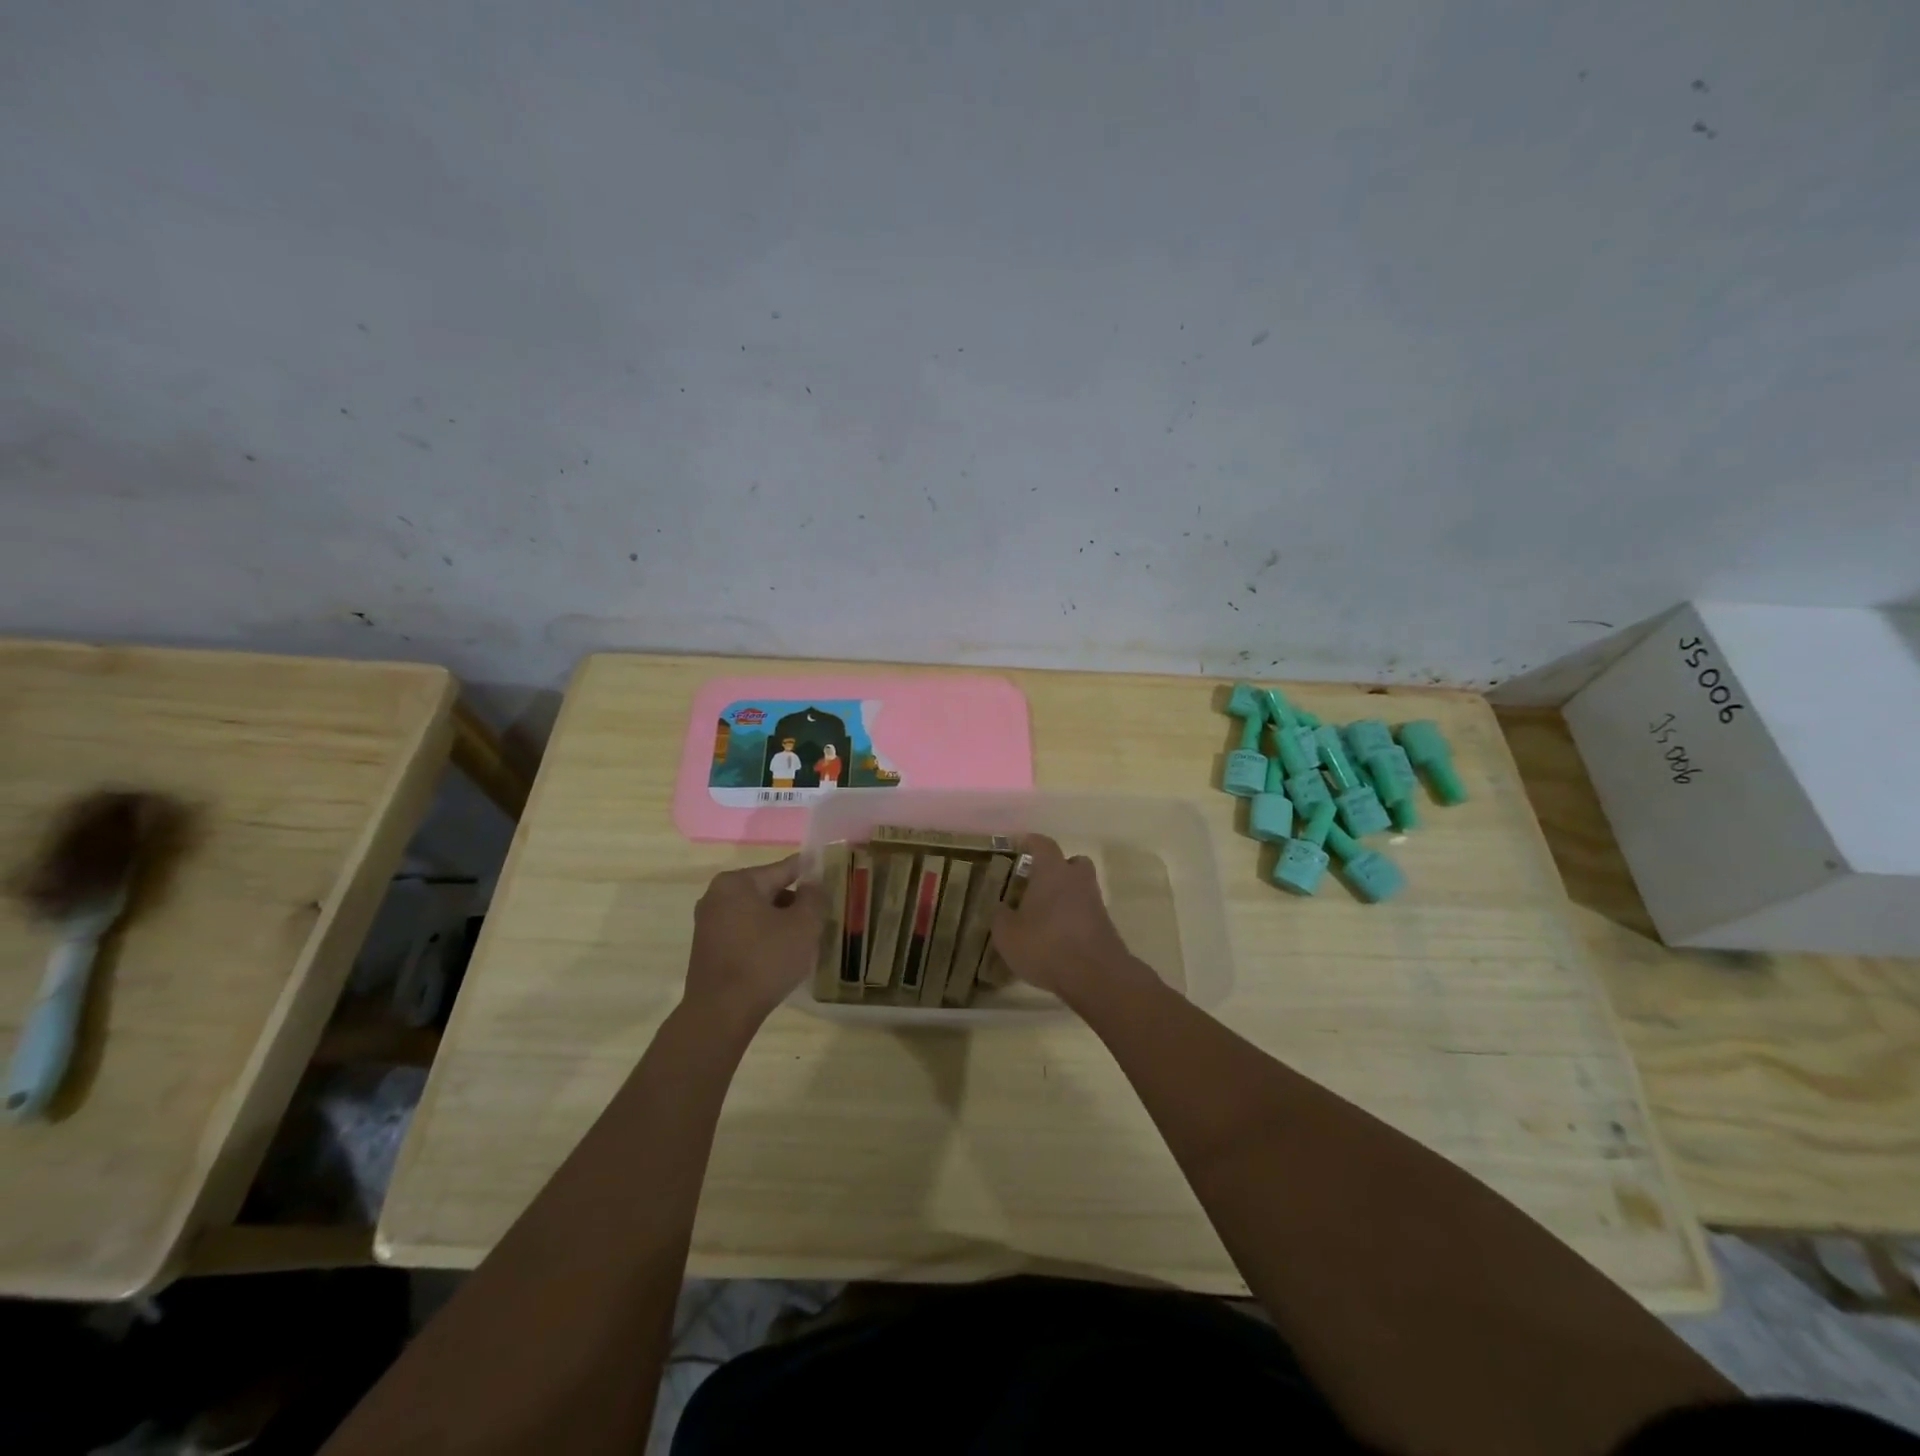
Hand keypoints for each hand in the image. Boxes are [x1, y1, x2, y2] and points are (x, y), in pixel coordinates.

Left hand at [684, 855, 826, 1032]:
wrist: (721, 1014)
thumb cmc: (765, 961)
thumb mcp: (804, 925)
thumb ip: (814, 897)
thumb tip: (812, 884)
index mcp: (738, 882)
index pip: (784, 869)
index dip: (811, 873)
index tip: (830, 877)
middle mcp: (717, 895)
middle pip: (769, 891)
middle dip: (795, 903)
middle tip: (820, 918)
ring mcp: (708, 923)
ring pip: (757, 914)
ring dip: (780, 923)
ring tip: (804, 941)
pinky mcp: (707, 948)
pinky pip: (744, 933)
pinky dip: (763, 938)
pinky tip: (780, 957)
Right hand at [989, 835, 1139, 1003]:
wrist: (1095, 976)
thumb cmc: (1045, 944)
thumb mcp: (1007, 934)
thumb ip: (1001, 916)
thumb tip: (1001, 908)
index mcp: (1052, 871)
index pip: (1042, 844)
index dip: (1030, 842)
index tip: (1019, 844)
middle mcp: (1077, 879)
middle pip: (1071, 862)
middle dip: (1056, 868)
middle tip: (1036, 882)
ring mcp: (1095, 902)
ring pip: (1079, 888)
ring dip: (1065, 895)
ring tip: (1043, 914)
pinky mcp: (1105, 926)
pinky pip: (1085, 912)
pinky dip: (1072, 918)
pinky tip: (1057, 936)